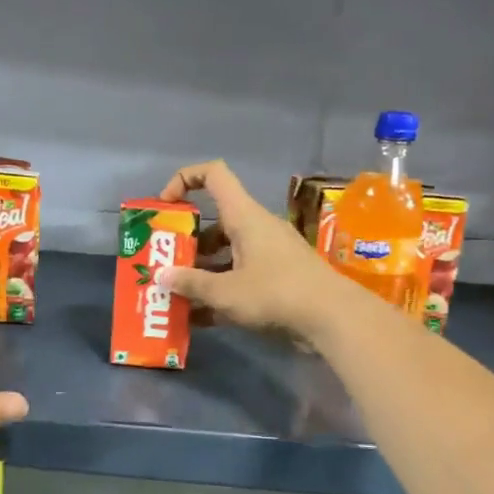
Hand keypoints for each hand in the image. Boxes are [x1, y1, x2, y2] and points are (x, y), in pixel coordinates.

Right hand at [155, 160, 345, 335]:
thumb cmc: (276, 294)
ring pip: (226, 253)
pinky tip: (198, 318)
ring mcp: (268, 253)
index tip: (166, 206)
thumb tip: (161, 276)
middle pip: (214, 222)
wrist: (332, 318)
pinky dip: (219, 291)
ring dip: (200, 271)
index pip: (213, 175)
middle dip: (186, 242)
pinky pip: (239, 277)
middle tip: (164, 264)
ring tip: (176, 294)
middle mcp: (256, 228)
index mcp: (244, 216)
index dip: (184, 179)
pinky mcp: (277, 278)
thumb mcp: (226, 292)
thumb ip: (192, 284)